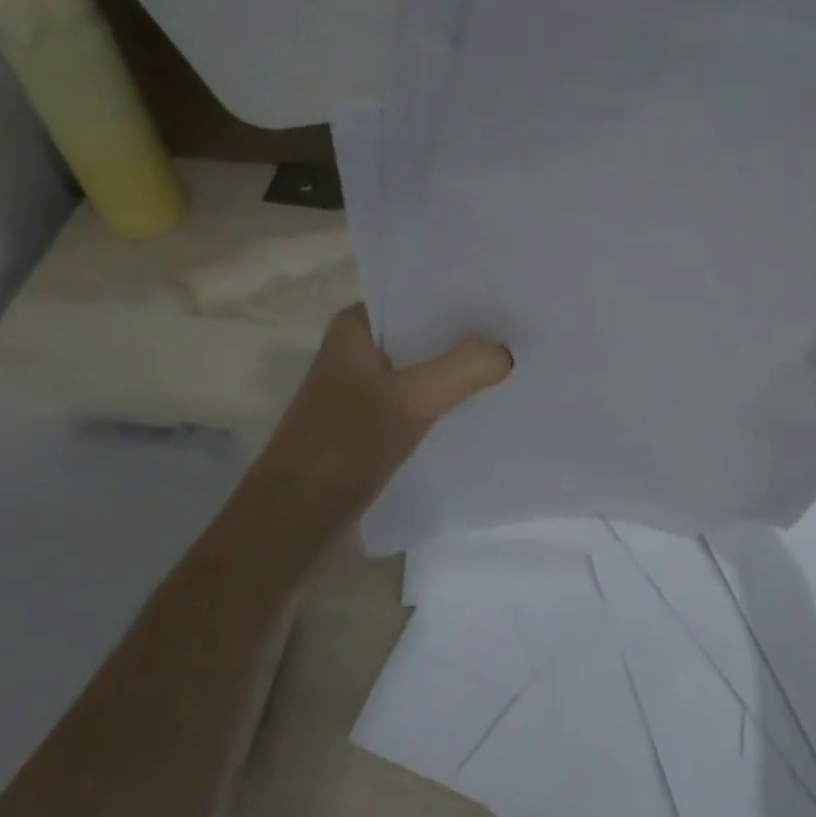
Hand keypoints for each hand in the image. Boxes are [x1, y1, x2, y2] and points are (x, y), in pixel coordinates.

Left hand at [261, 304, 511, 518]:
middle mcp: (359, 349)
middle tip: (521, 335)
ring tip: (512, 365)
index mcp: (356, 327)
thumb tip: (506, 353)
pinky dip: (447, 399)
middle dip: (468, 336)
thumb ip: (461, 369)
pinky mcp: (374, 421)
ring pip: (425, 367)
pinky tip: (482, 404)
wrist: (294, 519)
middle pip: (426, 332)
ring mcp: (366, 387)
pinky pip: (421, 398)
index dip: (463, 299)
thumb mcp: (409, 401)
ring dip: (459, 369)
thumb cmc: (343, 446)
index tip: (507, 302)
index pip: (418, 296)